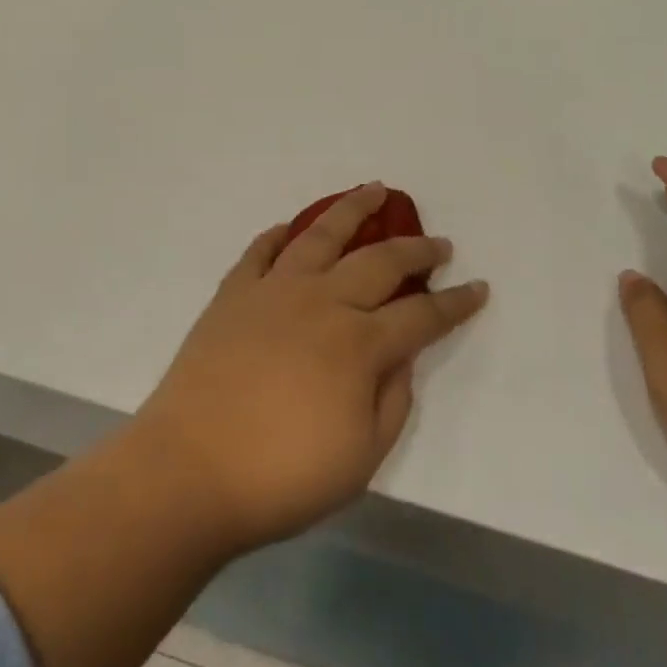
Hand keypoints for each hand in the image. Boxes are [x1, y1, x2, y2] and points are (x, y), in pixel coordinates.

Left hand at [131, 184, 487, 552]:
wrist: (189, 471)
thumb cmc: (282, 476)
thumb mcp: (362, 457)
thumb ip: (393, 399)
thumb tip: (402, 357)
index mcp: (359, 343)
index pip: (422, 314)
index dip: (456, 302)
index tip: (478, 287)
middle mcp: (322, 302)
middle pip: (380, 260)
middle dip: (416, 249)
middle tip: (439, 242)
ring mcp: (274, 291)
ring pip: (321, 234)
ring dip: (353, 209)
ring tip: (374, 189)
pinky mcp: (233, 294)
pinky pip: (261, 251)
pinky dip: (279, 234)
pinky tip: (291, 227)